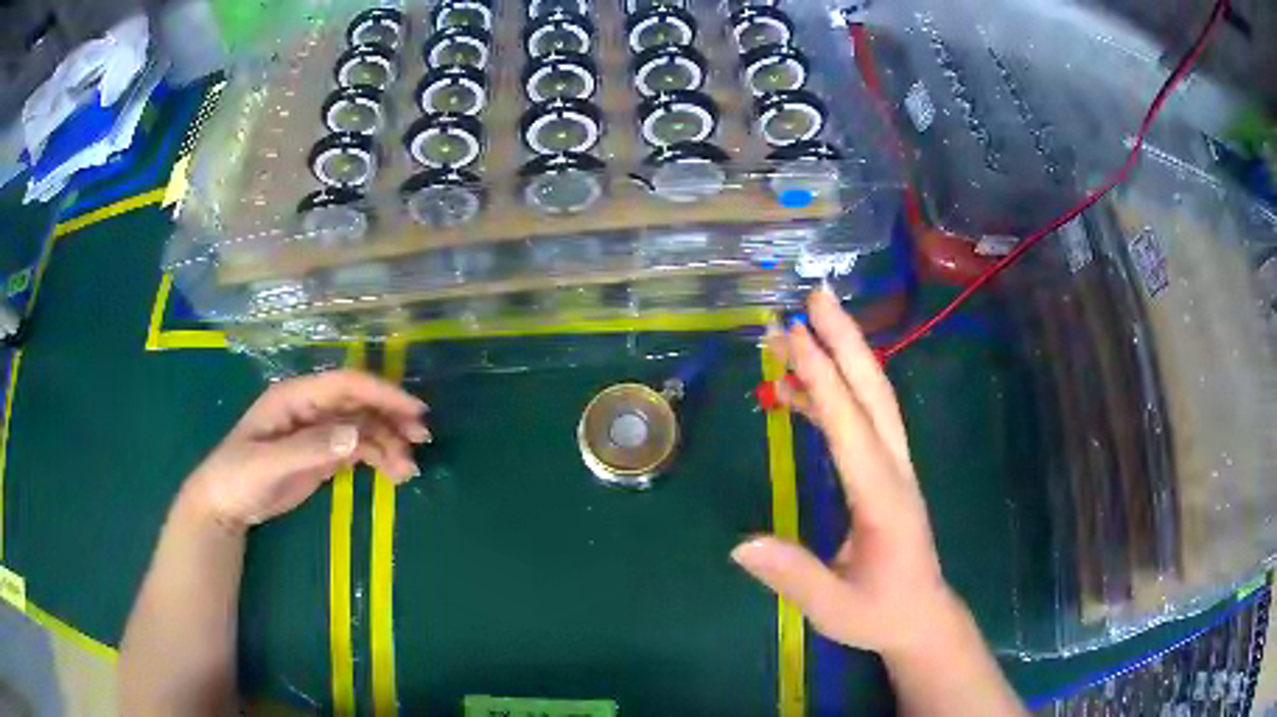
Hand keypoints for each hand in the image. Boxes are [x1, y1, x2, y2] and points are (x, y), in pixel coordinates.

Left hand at [180, 370, 429, 529]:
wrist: (225, 504)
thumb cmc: (238, 476)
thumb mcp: (268, 464)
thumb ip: (310, 449)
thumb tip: (356, 437)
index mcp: (295, 397)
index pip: (344, 385)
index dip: (381, 393)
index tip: (414, 411)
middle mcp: (311, 408)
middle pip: (359, 403)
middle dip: (392, 417)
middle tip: (422, 439)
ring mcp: (317, 431)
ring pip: (362, 427)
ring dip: (388, 444)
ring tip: (407, 471)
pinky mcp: (321, 454)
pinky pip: (357, 449)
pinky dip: (377, 458)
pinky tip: (393, 474)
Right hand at [733, 288, 961, 656]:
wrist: (921, 617)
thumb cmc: (881, 613)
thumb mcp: (834, 607)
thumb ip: (793, 576)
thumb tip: (739, 545)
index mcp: (883, 499)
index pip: (851, 428)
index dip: (822, 379)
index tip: (793, 334)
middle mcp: (894, 470)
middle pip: (874, 392)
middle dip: (846, 339)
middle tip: (815, 296)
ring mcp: (893, 467)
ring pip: (871, 400)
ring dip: (838, 359)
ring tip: (793, 332)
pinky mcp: (885, 472)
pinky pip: (859, 421)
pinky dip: (830, 397)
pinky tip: (797, 390)